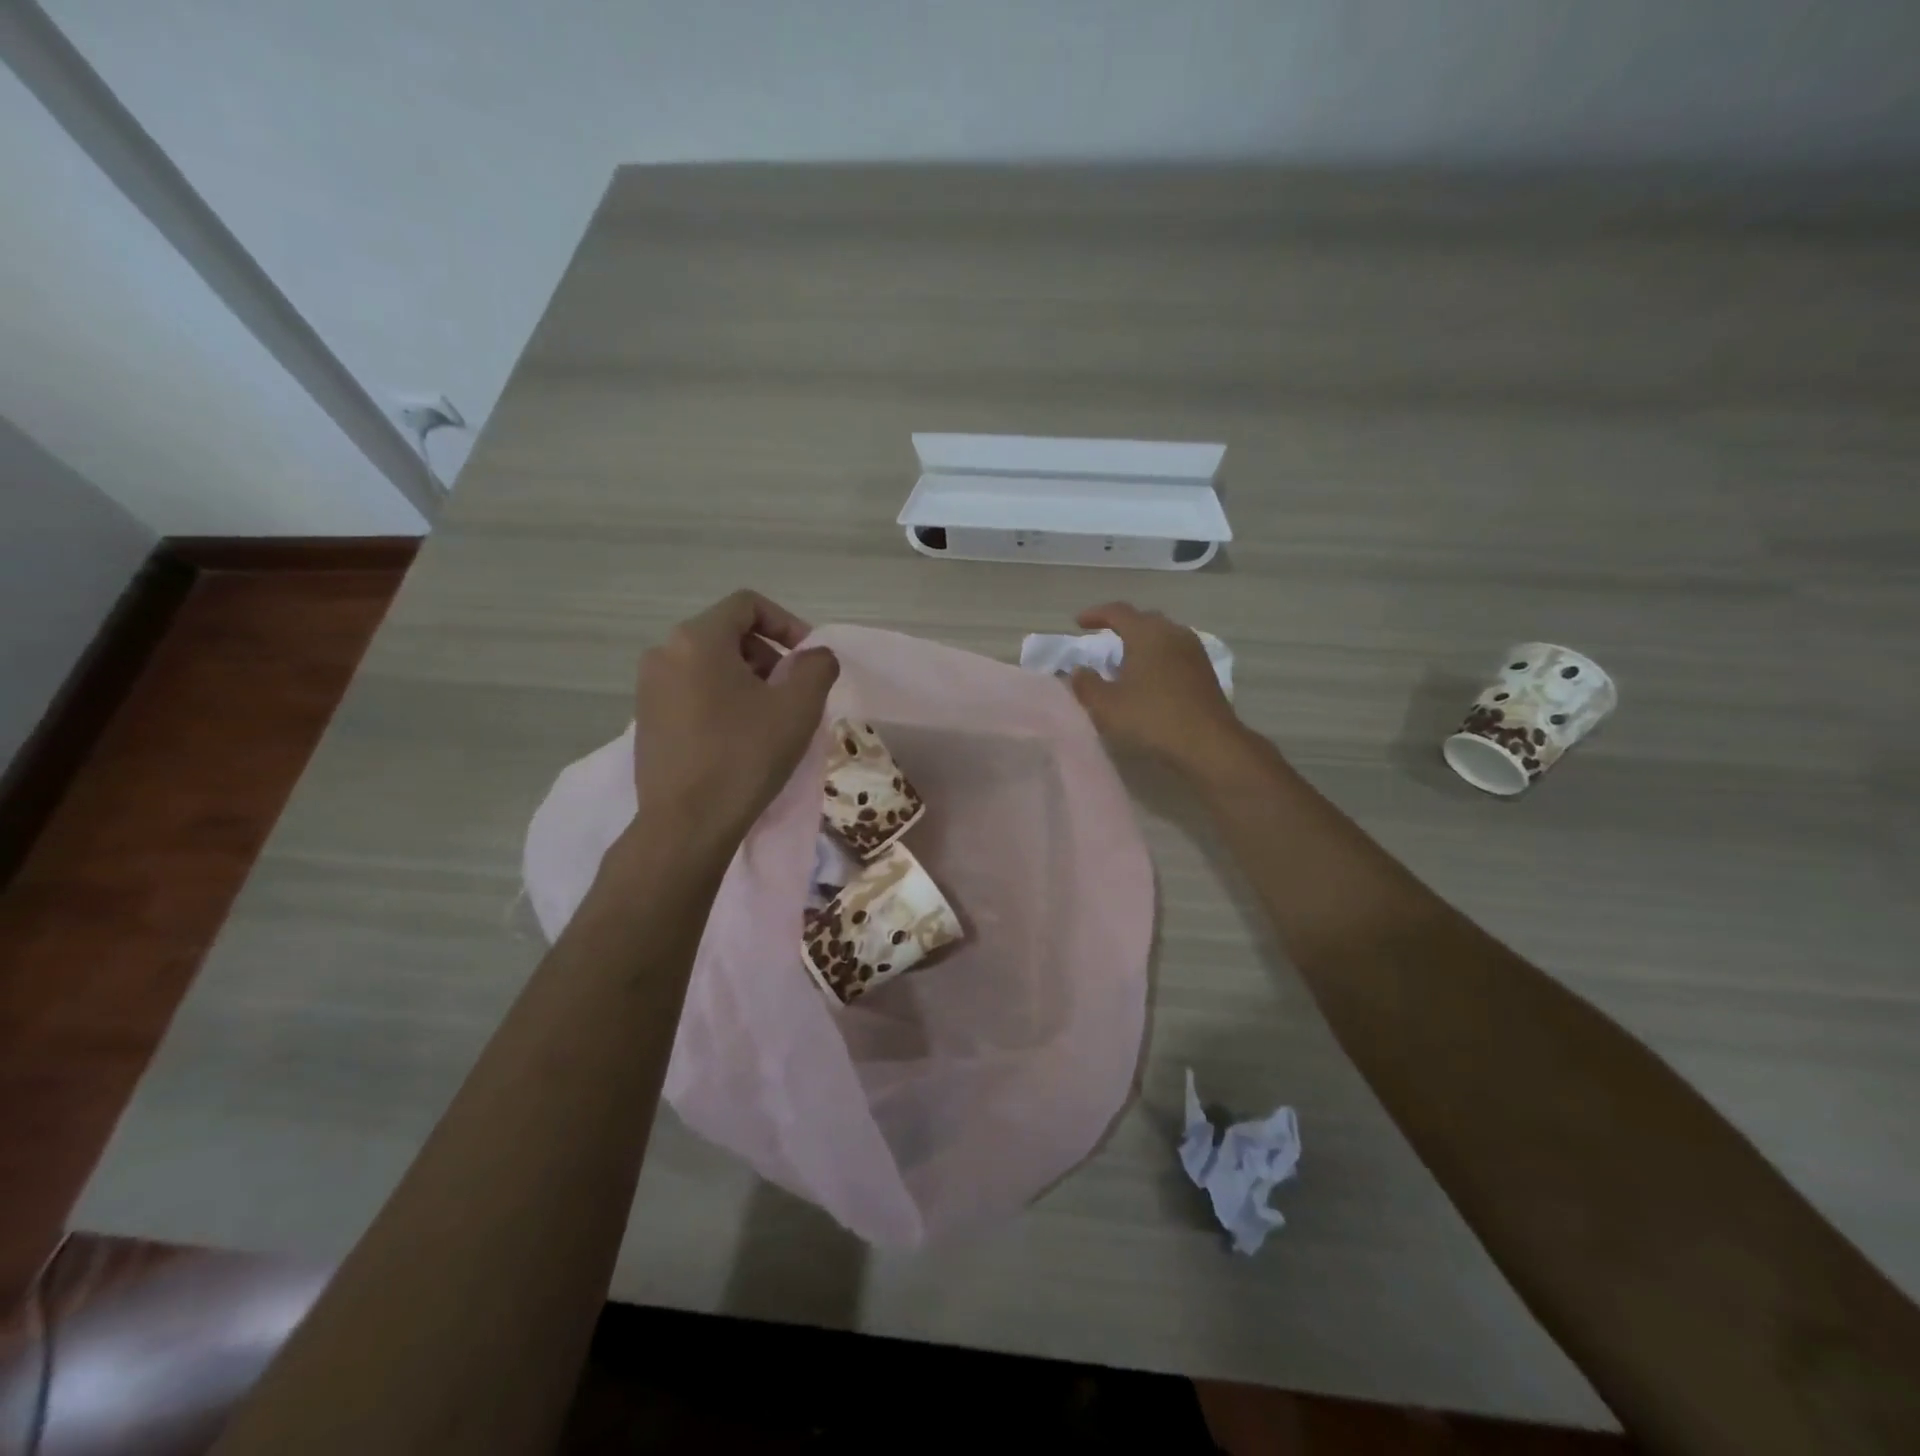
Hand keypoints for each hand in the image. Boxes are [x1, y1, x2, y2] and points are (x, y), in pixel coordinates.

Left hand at [630, 590, 838, 855]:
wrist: (687, 824)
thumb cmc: (745, 756)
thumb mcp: (798, 707)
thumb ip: (816, 666)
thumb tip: (815, 655)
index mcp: (697, 639)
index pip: (748, 605)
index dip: (787, 623)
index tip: (808, 658)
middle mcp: (663, 653)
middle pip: (727, 634)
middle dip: (768, 655)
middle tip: (793, 692)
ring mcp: (648, 688)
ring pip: (709, 665)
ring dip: (747, 680)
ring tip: (770, 718)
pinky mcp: (646, 720)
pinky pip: (691, 691)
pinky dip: (721, 700)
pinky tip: (739, 738)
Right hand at [1068, 603, 1247, 777]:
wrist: (1208, 743)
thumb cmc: (1152, 718)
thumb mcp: (1106, 706)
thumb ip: (1086, 684)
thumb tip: (1078, 671)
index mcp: (1147, 634)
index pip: (1117, 612)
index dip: (1095, 614)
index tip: (1078, 623)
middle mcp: (1173, 633)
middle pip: (1144, 619)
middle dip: (1121, 625)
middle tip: (1103, 639)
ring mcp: (1193, 651)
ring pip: (1162, 635)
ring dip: (1142, 642)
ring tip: (1125, 660)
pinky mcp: (1205, 670)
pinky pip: (1175, 652)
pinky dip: (1157, 657)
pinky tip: (1150, 678)